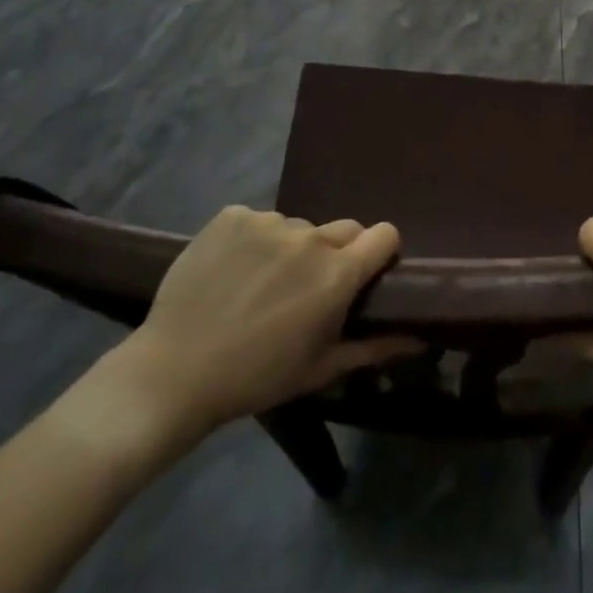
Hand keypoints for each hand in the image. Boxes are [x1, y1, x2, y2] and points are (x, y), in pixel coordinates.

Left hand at [84, 208, 419, 467]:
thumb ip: (374, 347)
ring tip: (261, 283)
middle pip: (344, 228)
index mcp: (337, 274)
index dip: (381, 251)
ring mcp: (268, 222)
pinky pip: (259, 220)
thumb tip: (419, 338)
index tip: (367, 272)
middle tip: (309, 286)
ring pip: (298, 227)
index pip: (384, 234)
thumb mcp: (320, 369)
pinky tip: (233, 269)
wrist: (173, 372)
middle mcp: (310, 238)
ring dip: (291, 248)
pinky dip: (254, 240)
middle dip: (337, 252)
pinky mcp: (232, 215)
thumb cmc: (256, 377)